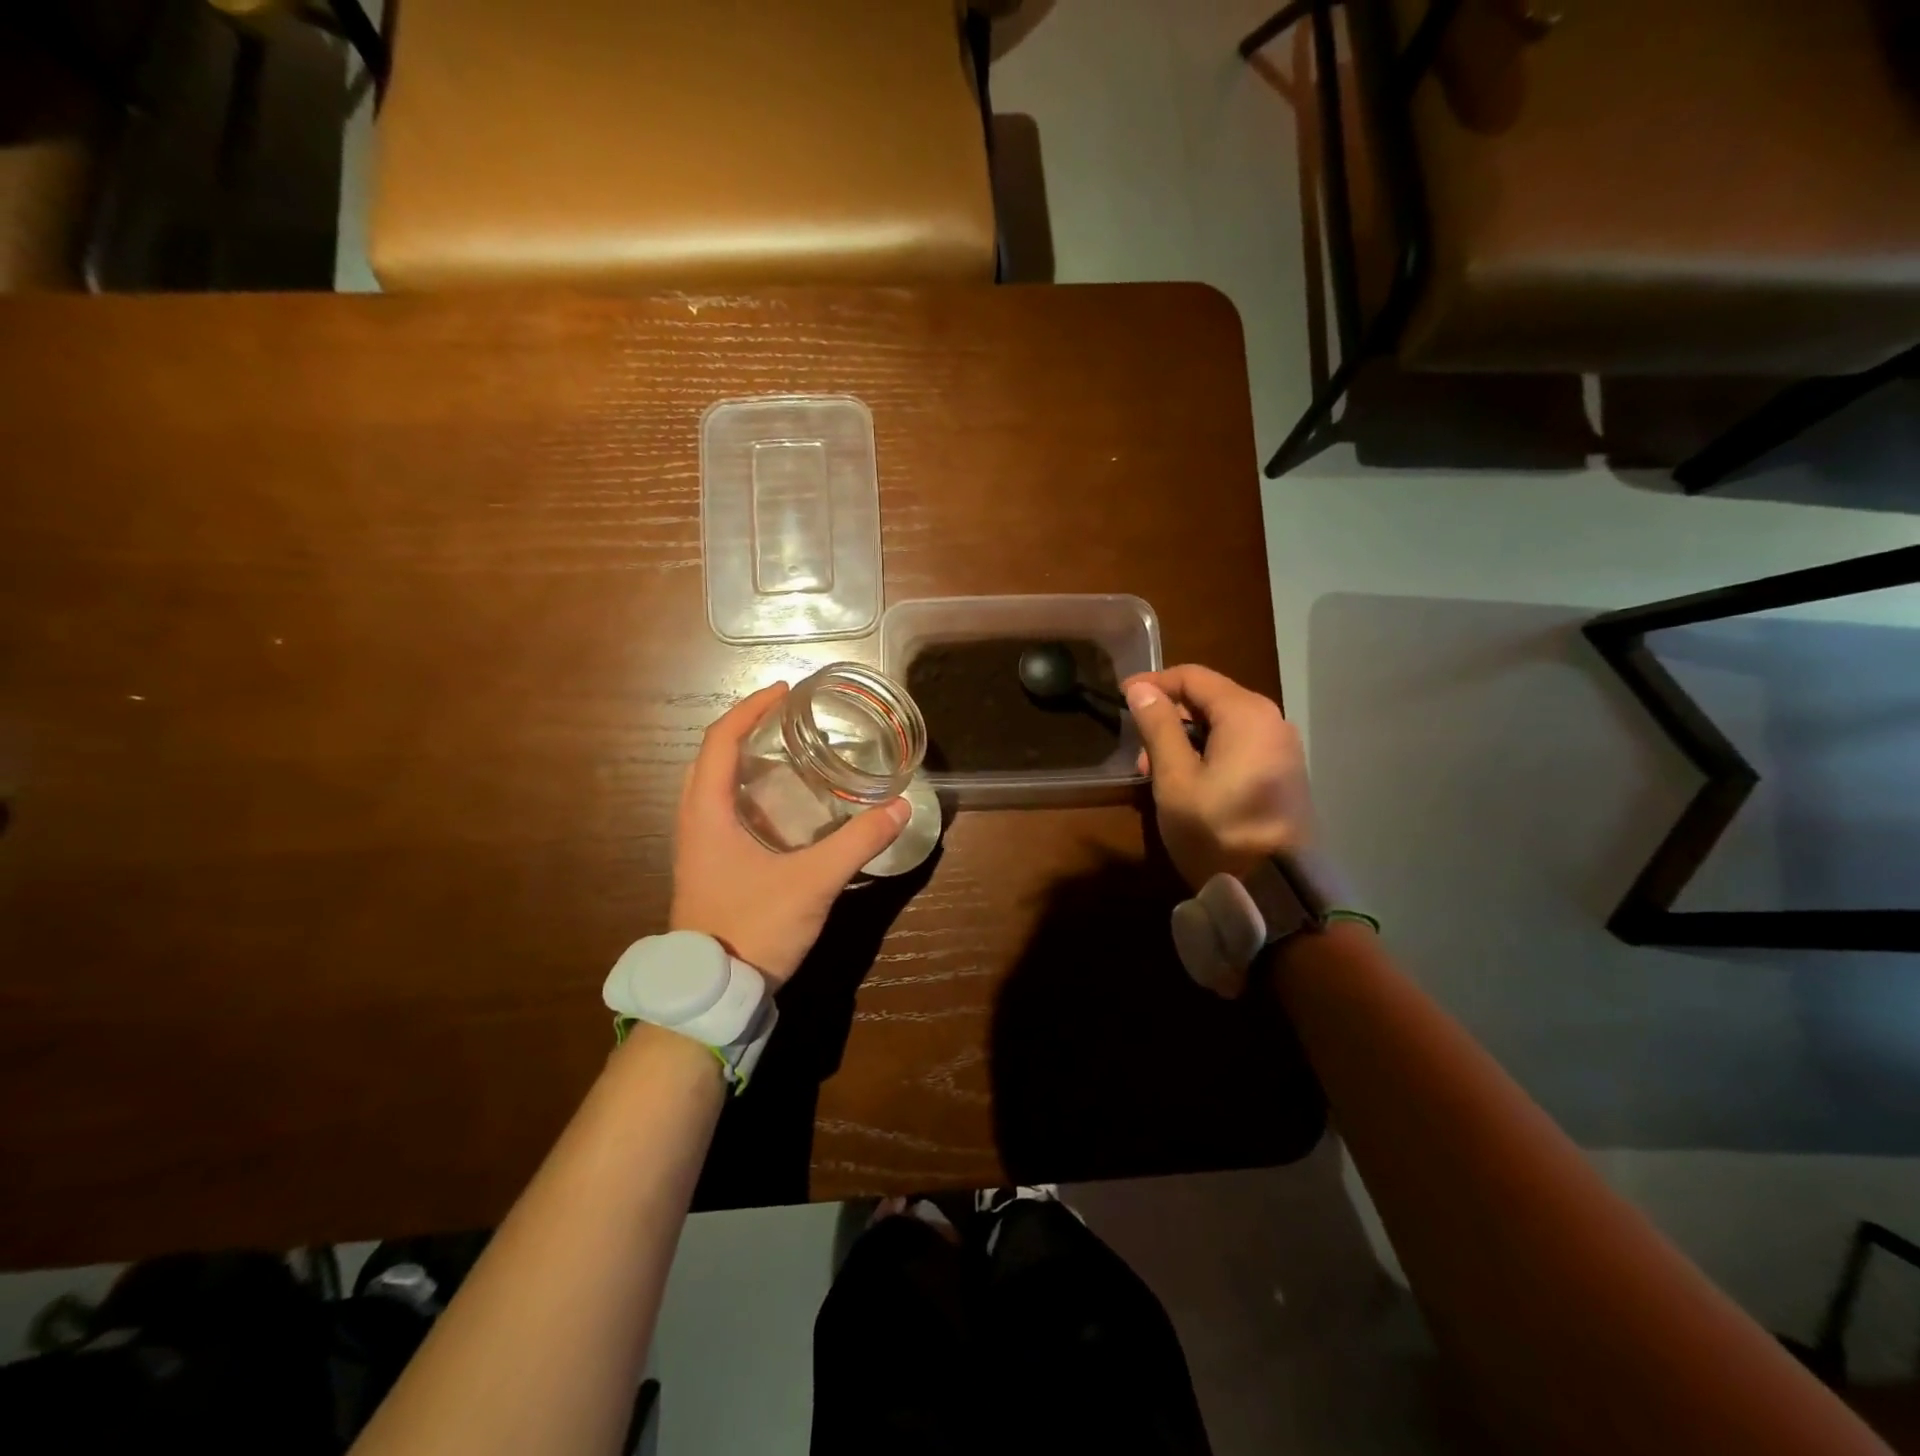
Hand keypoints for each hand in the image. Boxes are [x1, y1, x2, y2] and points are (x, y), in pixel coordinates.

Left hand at [670, 684, 909, 984]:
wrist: (713, 993)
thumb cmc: (752, 928)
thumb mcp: (812, 883)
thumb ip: (857, 843)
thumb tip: (899, 808)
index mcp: (706, 814)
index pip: (719, 741)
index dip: (750, 709)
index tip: (784, 692)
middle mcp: (695, 823)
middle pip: (712, 758)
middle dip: (746, 730)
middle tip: (788, 720)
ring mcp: (699, 848)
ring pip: (714, 787)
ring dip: (744, 761)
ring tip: (788, 753)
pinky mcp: (710, 868)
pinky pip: (723, 812)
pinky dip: (748, 793)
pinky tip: (784, 806)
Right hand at [1122, 664, 1315, 889]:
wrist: (1276, 890)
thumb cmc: (1217, 829)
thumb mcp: (1175, 778)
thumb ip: (1158, 728)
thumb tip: (1140, 689)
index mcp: (1246, 713)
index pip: (1193, 677)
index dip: (1153, 683)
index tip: (1121, 697)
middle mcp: (1272, 721)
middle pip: (1211, 698)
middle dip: (1169, 714)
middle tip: (1138, 747)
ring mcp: (1282, 748)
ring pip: (1224, 724)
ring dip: (1185, 737)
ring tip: (1155, 770)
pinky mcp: (1284, 774)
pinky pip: (1239, 746)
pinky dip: (1208, 752)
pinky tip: (1187, 781)